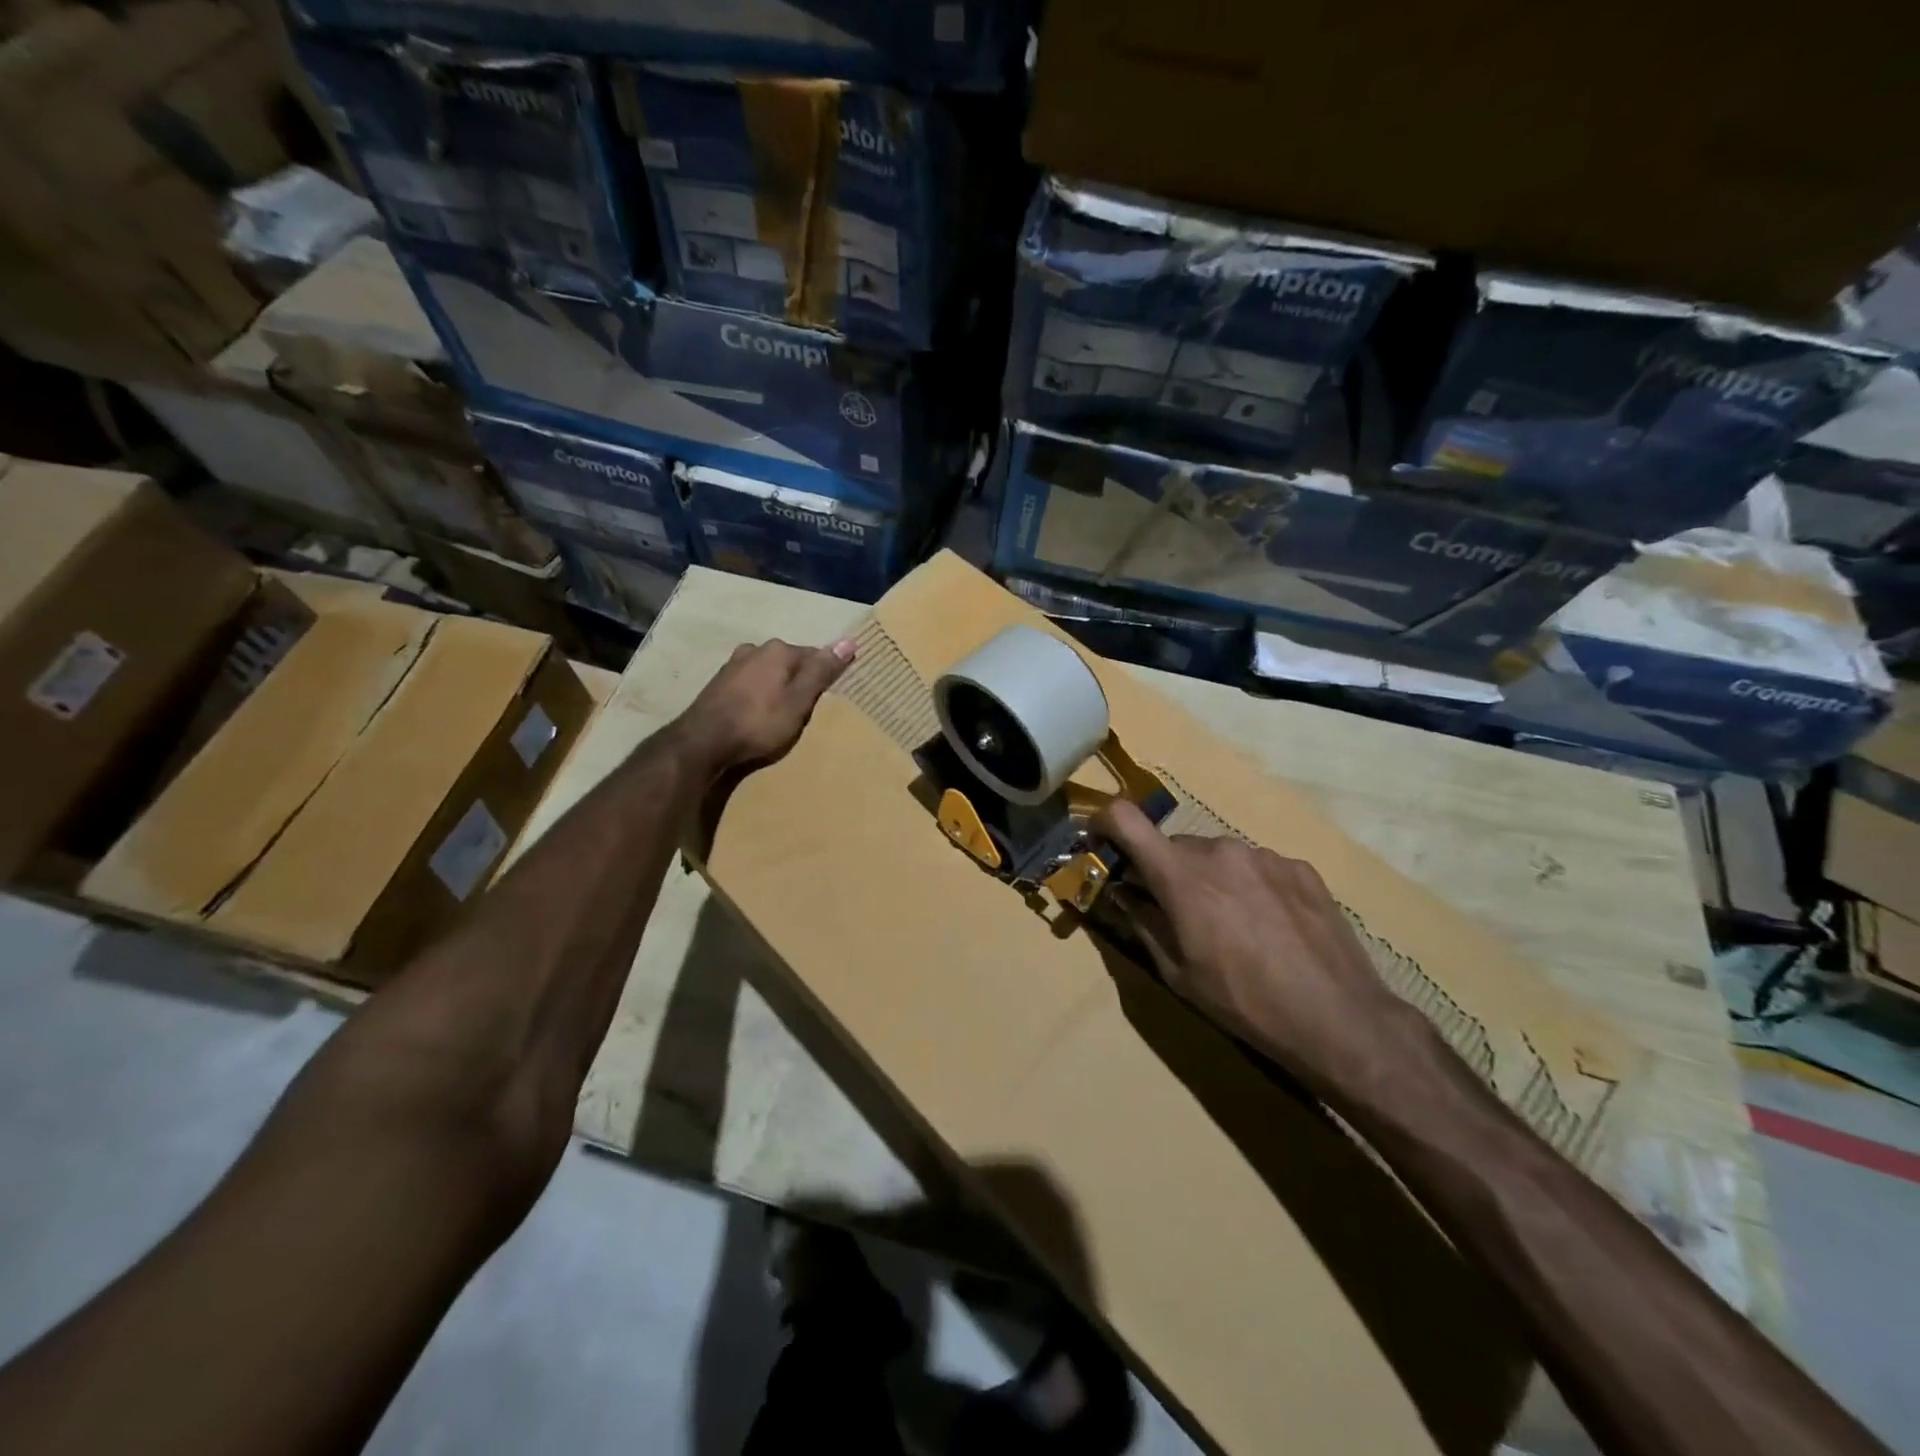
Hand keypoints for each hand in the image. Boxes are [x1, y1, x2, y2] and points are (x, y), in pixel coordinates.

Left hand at [679, 637, 855, 774]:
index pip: (814, 656)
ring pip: (768, 673)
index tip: (828, 698)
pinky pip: (750, 684)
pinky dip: (758, 696)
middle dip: (799, 682)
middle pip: (789, 663)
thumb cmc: (759, 722)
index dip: (824, 677)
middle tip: (805, 711)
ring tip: (781, 716)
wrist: (703, 742)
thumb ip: (822, 671)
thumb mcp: (799, 701)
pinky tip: (757, 715)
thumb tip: (849, 640)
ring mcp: (733, 665)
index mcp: (779, 650)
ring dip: (777, 689)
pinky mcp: (718, 683)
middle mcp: (755, 649)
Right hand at [1094, 800, 1416, 1090]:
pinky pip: (1257, 866)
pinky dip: (1250, 886)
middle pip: (1175, 848)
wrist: (1339, 1019)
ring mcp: (1264, 855)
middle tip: (1179, 914)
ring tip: (1234, 927)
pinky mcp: (1299, 867)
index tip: (1102, 843)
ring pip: (1218, 856)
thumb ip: (1142, 922)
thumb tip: (1122, 892)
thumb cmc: (1244, 1002)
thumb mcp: (1177, 972)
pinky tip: (1271, 927)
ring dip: (1211, 880)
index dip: (1104, 823)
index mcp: (1181, 875)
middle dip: (1167, 873)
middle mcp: (1220, 850)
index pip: (1125, 819)